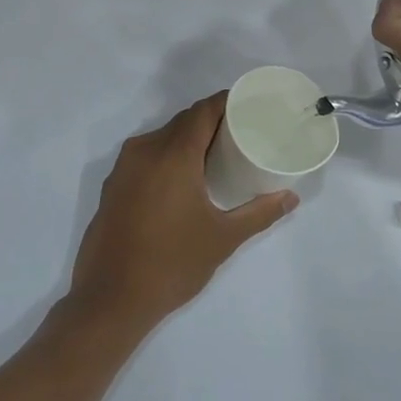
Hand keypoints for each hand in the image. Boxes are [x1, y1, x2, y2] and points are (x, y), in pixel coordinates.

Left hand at [65, 93, 297, 335]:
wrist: (110, 298)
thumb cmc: (172, 263)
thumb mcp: (223, 238)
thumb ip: (259, 213)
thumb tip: (290, 198)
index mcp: (173, 154)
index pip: (202, 111)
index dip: (226, 102)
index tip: (249, 106)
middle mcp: (145, 150)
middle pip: (182, 121)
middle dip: (210, 121)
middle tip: (240, 133)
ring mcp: (124, 167)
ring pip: (161, 137)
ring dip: (187, 139)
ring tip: (215, 156)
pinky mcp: (113, 185)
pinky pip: (146, 155)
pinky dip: (167, 156)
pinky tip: (183, 179)